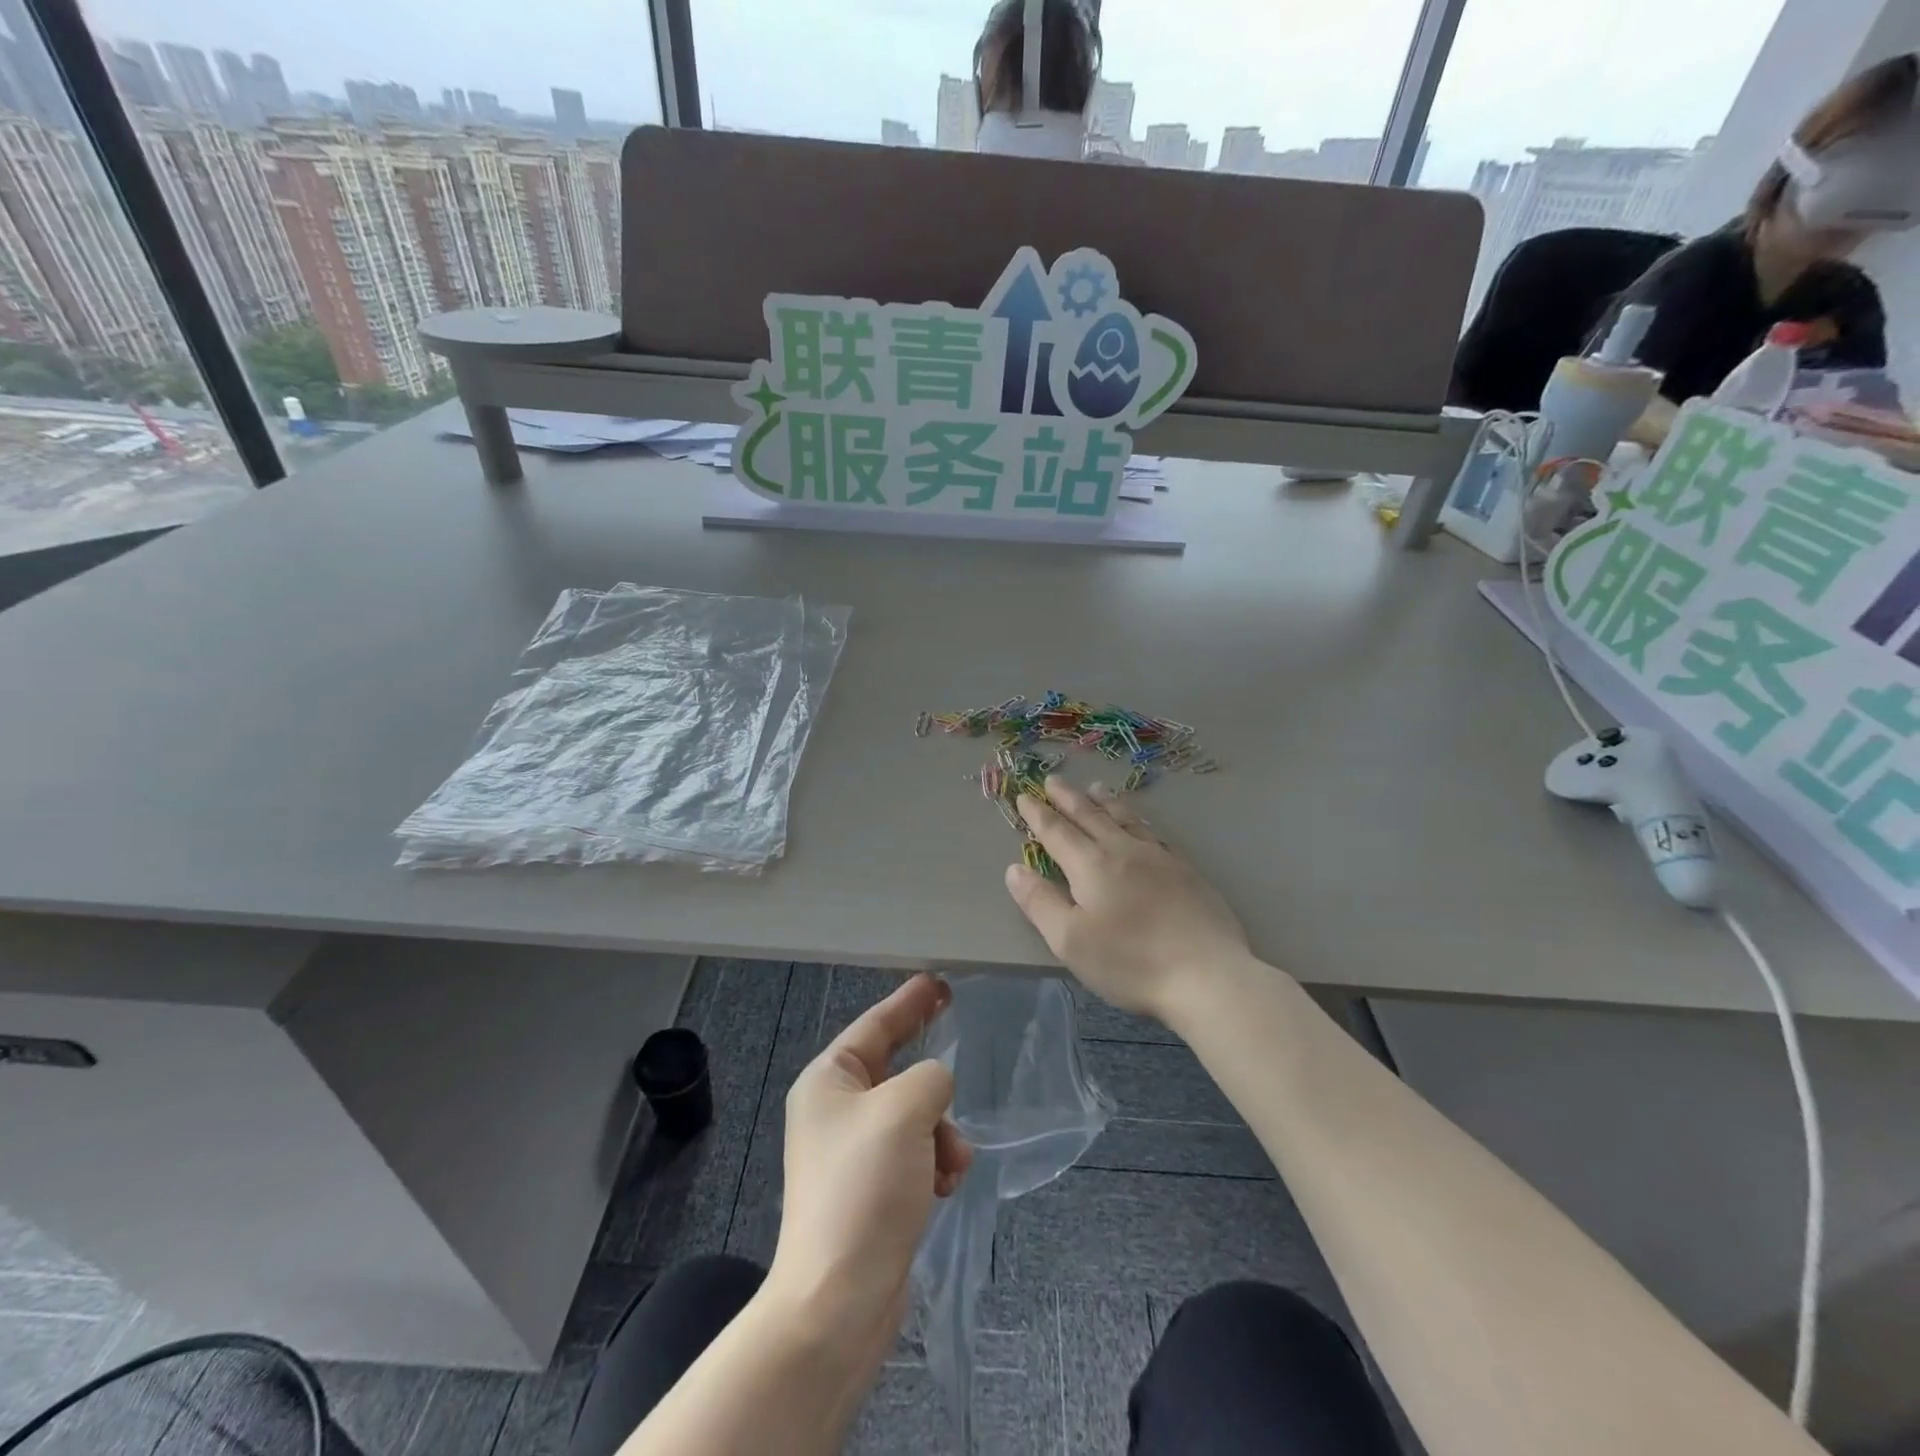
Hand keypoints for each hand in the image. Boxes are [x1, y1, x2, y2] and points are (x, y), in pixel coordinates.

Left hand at [768, 974, 973, 1368]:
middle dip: (931, 1076)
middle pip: (896, 1069)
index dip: (909, 1001)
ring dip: (941, 1131)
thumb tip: (934, 1089)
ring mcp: (855, 1153)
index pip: (876, 1025)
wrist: (839, 1302)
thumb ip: (931, 1078)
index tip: (939, 982)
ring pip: (915, 1115)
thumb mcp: (904, 1111)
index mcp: (829, 1081)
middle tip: (960, 1040)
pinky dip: (935, 1162)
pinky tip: (944, 1187)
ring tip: (949, 1163)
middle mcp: (837, 1111)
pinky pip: (916, 1154)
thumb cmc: (864, 1188)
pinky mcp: (874, 1191)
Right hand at [1005, 777, 1251, 1021]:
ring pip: (1126, 819)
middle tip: (1053, 780)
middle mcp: (1123, 851)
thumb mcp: (1070, 940)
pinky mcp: (1187, 870)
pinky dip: (1139, 820)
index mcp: (1091, 866)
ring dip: (1106, 802)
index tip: (1024, 797)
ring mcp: (1159, 858)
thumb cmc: (1130, 962)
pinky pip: (1154, 833)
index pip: (1057, 832)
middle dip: (1068, 798)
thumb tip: (1015, 869)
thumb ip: (1040, 902)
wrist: (1207, 974)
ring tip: (1095, 788)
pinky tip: (1142, 824)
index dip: (1038, 814)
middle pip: (1091, 816)